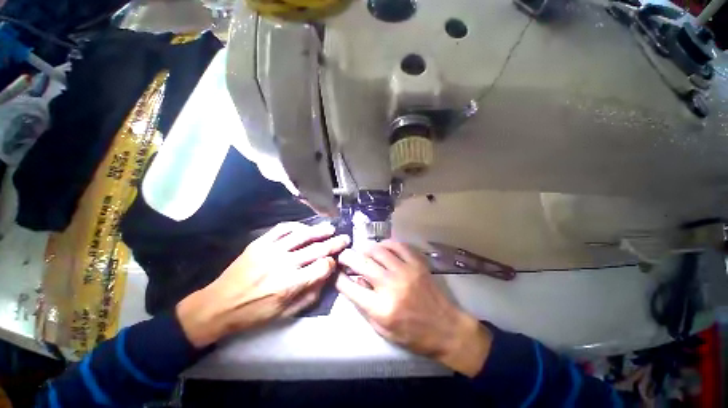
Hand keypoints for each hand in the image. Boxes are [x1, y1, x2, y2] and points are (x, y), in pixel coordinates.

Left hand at [177, 222, 349, 347]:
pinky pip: (282, 229)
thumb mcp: (285, 314)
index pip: (321, 267)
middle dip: (334, 243)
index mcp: (289, 285)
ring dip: (319, 230)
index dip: (331, 263)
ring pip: (302, 235)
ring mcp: (270, 251)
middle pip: (316, 249)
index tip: (335, 261)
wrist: (218, 305)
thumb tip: (326, 277)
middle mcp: (283, 265)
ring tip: (330, 228)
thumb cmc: (254, 313)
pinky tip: (305, 227)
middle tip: (345, 238)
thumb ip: (310, 295)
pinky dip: (297, 226)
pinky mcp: (260, 243)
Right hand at [336, 240, 491, 376]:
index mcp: (380, 308)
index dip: (338, 278)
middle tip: (343, 256)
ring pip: (378, 250)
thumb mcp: (382, 329)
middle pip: (361, 263)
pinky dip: (386, 244)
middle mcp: (391, 286)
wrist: (445, 328)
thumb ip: (364, 305)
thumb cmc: (412, 334)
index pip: (349, 287)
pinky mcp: (417, 264)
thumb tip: (354, 280)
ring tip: (362, 252)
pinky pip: (397, 245)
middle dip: (347, 257)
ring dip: (365, 249)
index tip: (335, 272)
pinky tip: (382, 247)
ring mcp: (405, 271)